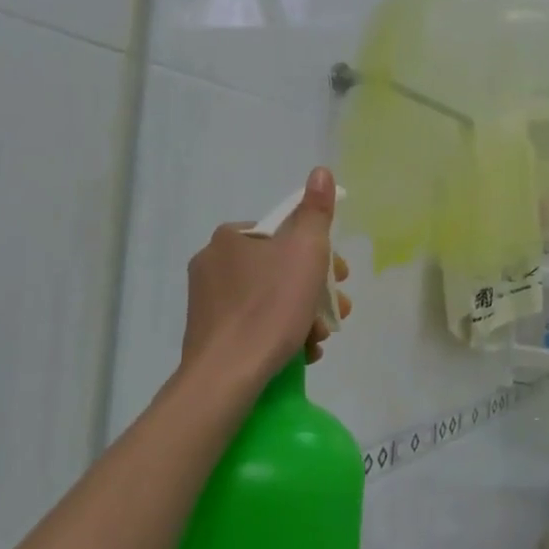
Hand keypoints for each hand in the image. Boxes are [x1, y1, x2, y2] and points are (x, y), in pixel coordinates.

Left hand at [181, 166, 352, 384]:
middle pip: (280, 268)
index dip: (320, 254)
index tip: (341, 279)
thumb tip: (321, 172)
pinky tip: (300, 352)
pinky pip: (254, 324)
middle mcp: (213, 262)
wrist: (226, 376)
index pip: (286, 233)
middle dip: (314, 290)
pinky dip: (280, 333)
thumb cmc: (270, 308)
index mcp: (231, 237)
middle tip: (337, 313)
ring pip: (270, 299)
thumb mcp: (305, 252)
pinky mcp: (209, 333)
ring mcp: (207, 300)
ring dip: (302, 314)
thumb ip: (316, 212)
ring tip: (319, 339)